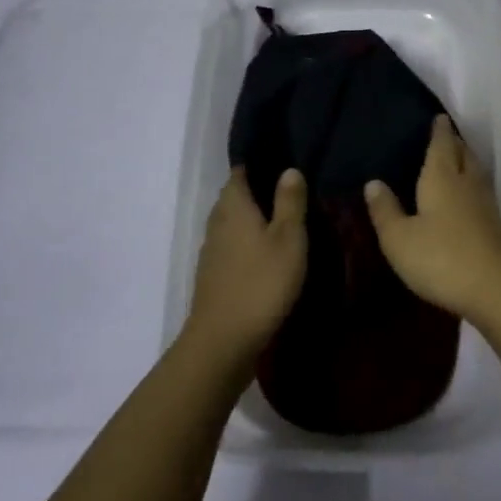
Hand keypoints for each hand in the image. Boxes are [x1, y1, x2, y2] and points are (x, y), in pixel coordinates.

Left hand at [187, 167, 308, 362]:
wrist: (223, 341)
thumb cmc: (261, 283)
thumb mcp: (288, 239)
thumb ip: (290, 202)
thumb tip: (289, 169)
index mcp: (234, 206)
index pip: (240, 172)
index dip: (257, 164)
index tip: (280, 160)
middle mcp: (217, 222)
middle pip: (234, 197)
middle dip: (256, 191)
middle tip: (288, 189)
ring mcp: (211, 250)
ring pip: (232, 223)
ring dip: (251, 219)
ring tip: (281, 219)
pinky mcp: (213, 275)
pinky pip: (231, 246)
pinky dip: (246, 242)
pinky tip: (266, 252)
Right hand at [364, 115, 500, 325]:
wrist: (497, 291)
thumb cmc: (441, 258)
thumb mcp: (399, 239)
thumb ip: (385, 210)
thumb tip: (373, 182)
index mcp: (442, 177)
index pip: (442, 144)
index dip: (439, 130)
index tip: (438, 117)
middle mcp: (467, 183)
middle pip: (463, 154)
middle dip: (454, 142)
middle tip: (444, 135)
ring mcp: (485, 205)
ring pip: (476, 172)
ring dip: (466, 161)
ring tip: (455, 159)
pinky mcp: (495, 226)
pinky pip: (481, 191)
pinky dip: (472, 183)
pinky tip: (466, 196)